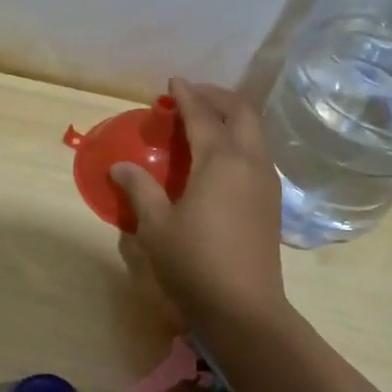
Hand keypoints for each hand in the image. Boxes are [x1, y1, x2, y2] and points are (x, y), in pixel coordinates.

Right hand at [111, 78, 285, 329]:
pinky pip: (257, 153)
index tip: (172, 82)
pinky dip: (239, 139)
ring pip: (255, 132)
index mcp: (220, 161)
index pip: (202, 115)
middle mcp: (250, 162)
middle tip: (191, 96)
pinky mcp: (271, 202)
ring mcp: (266, 182)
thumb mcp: (155, 226)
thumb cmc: (194, 263)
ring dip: (232, 117)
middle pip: (241, 112)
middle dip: (217, 97)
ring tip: (205, 121)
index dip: (186, 95)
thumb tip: (120, 167)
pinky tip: (220, 157)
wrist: (244, 309)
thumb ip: (139, 189)